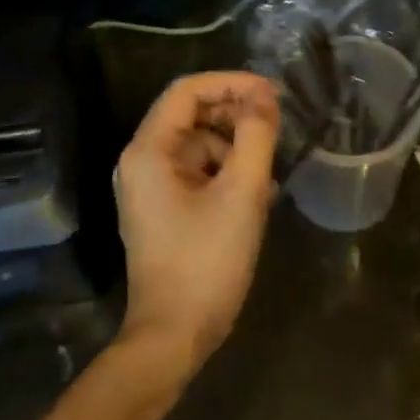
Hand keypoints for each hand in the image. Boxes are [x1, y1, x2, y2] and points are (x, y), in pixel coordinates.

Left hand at [114, 71, 280, 373]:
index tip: (272, 94)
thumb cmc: (206, 262)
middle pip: (191, 116)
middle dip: (236, 118)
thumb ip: (255, 136)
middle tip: (277, 130)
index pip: (187, 91)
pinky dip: (226, 175)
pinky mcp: (162, 209)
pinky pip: (196, 174)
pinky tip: (256, 196)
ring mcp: (149, 187)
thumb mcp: (241, 194)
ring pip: (198, 146)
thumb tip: (264, 97)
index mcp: (149, 151)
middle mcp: (141, 161)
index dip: (231, 83)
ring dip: (236, 150)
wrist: (174, 335)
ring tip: (269, 174)